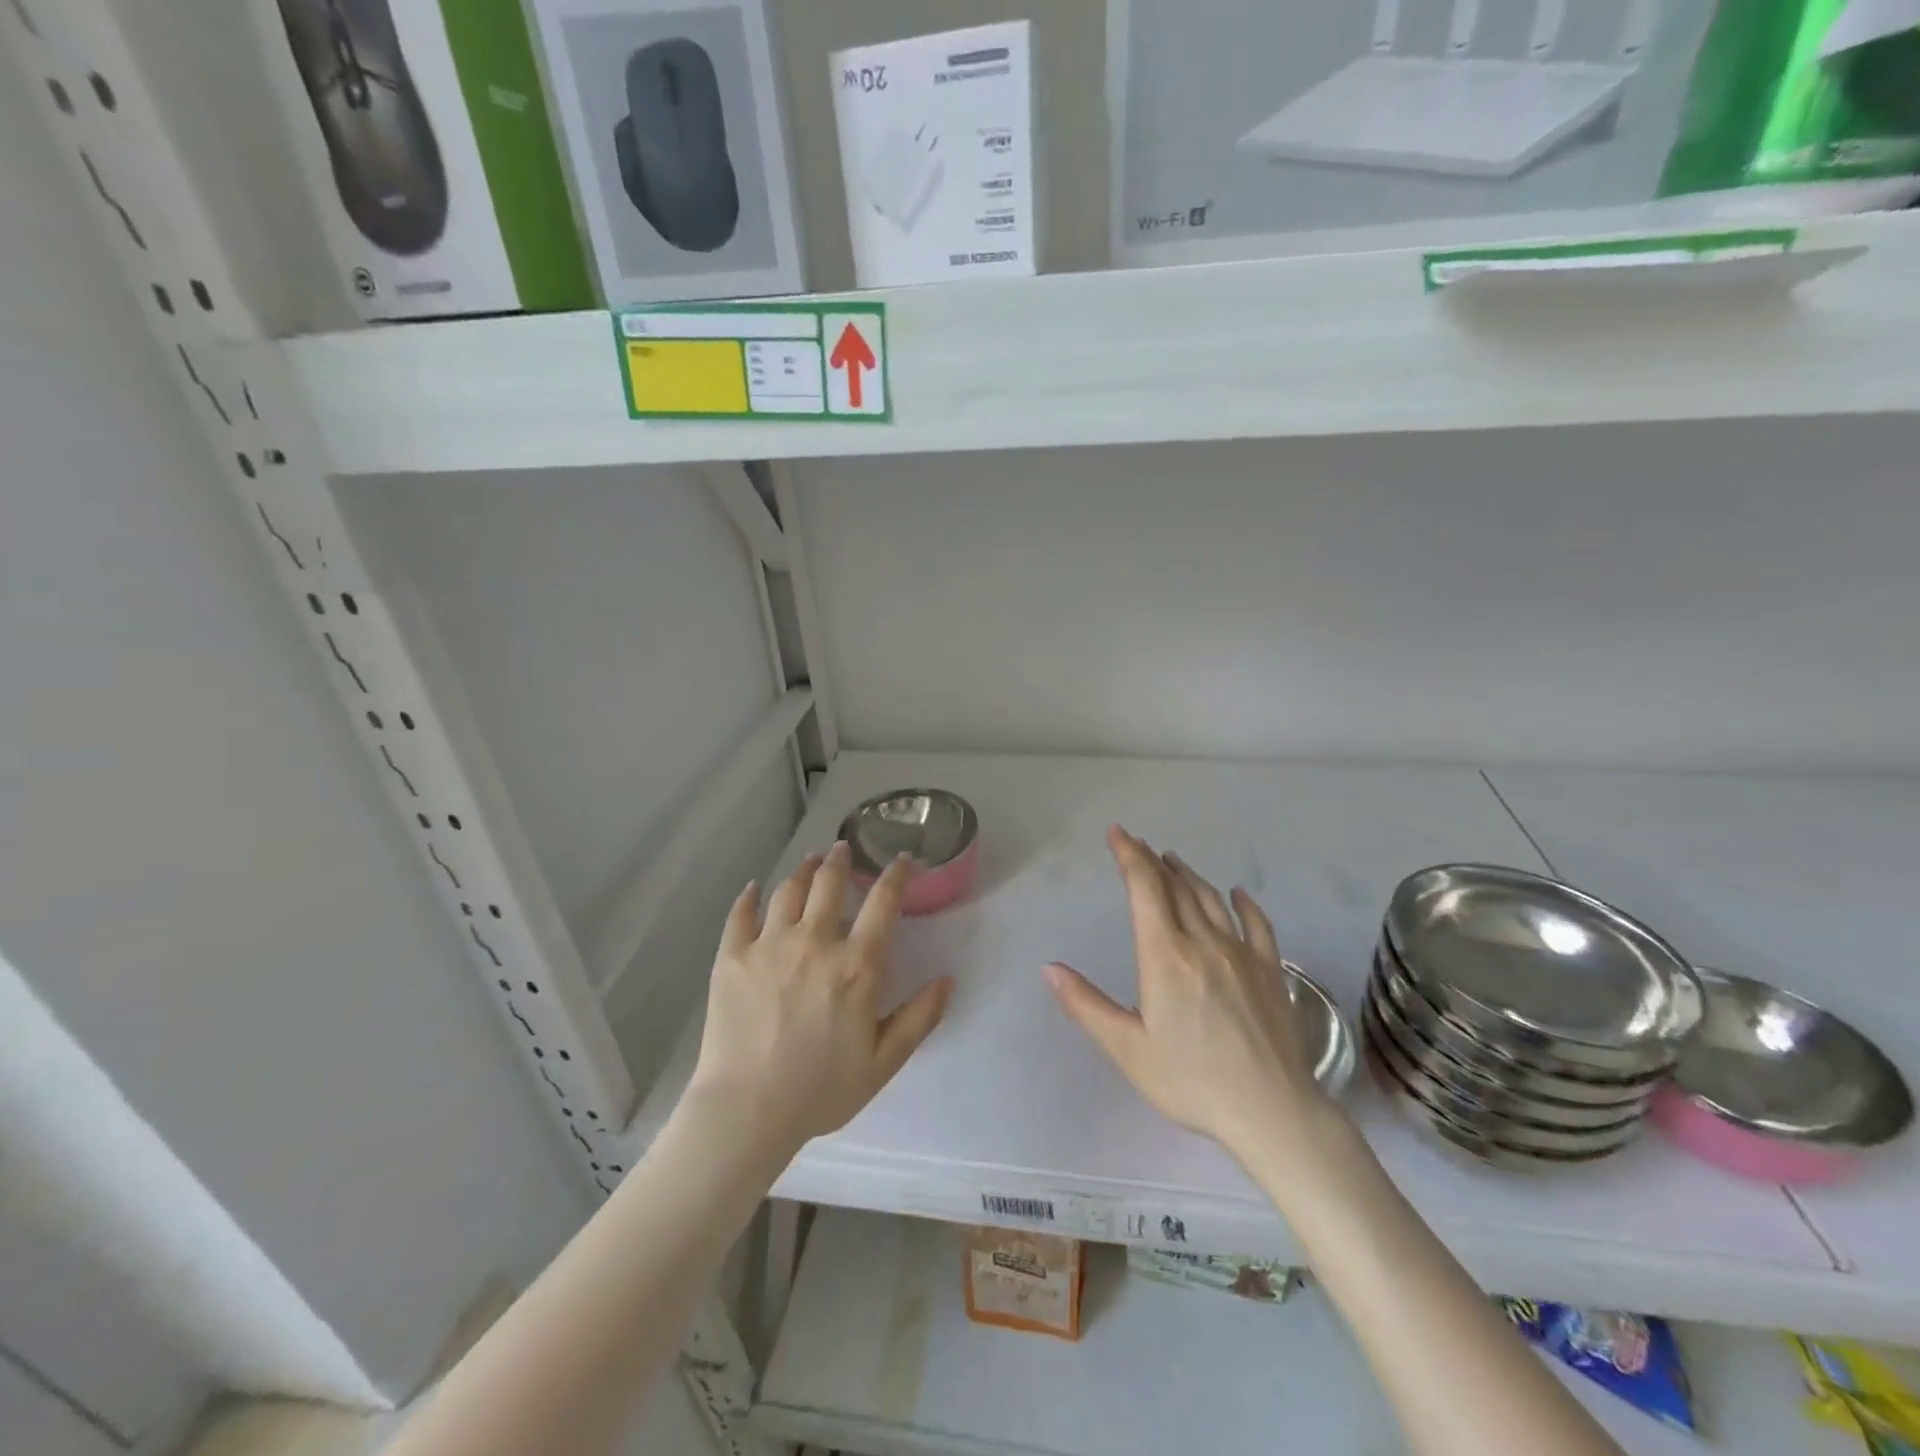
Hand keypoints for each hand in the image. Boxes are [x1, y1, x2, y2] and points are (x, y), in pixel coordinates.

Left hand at [686, 841, 953, 1153]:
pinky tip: (754, 889)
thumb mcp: (884, 1062)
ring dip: (803, 870)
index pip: (884, 902)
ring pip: (789, 890)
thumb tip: (948, 979)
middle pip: (830, 882)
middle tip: (844, 849)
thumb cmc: (821, 1090)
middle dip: (841, 860)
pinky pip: (741, 914)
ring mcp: (769, 945)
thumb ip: (920, 1017)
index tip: (902, 861)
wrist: (746, 1112)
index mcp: (857, 965)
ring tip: (810, 862)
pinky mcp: (731, 957)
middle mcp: (815, 942)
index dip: (896, 874)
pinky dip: (750, 896)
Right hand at [1045, 826, 1338, 1164]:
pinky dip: (1243, 903)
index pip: (1144, 890)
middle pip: (1175, 887)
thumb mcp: (1128, 1049)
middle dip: (1152, 861)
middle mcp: (1203, 942)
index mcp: (1165, 956)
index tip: (1118, 833)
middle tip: (1137, 844)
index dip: (1129, 856)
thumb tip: (1049, 968)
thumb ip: (1086, 1006)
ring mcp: (1241, 954)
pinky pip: (1257, 924)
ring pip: (1211, 900)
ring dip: (1188, 875)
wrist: (1272, 1112)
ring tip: (1173, 861)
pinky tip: (1237, 893)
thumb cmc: (1191, 1082)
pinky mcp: (1270, 971)